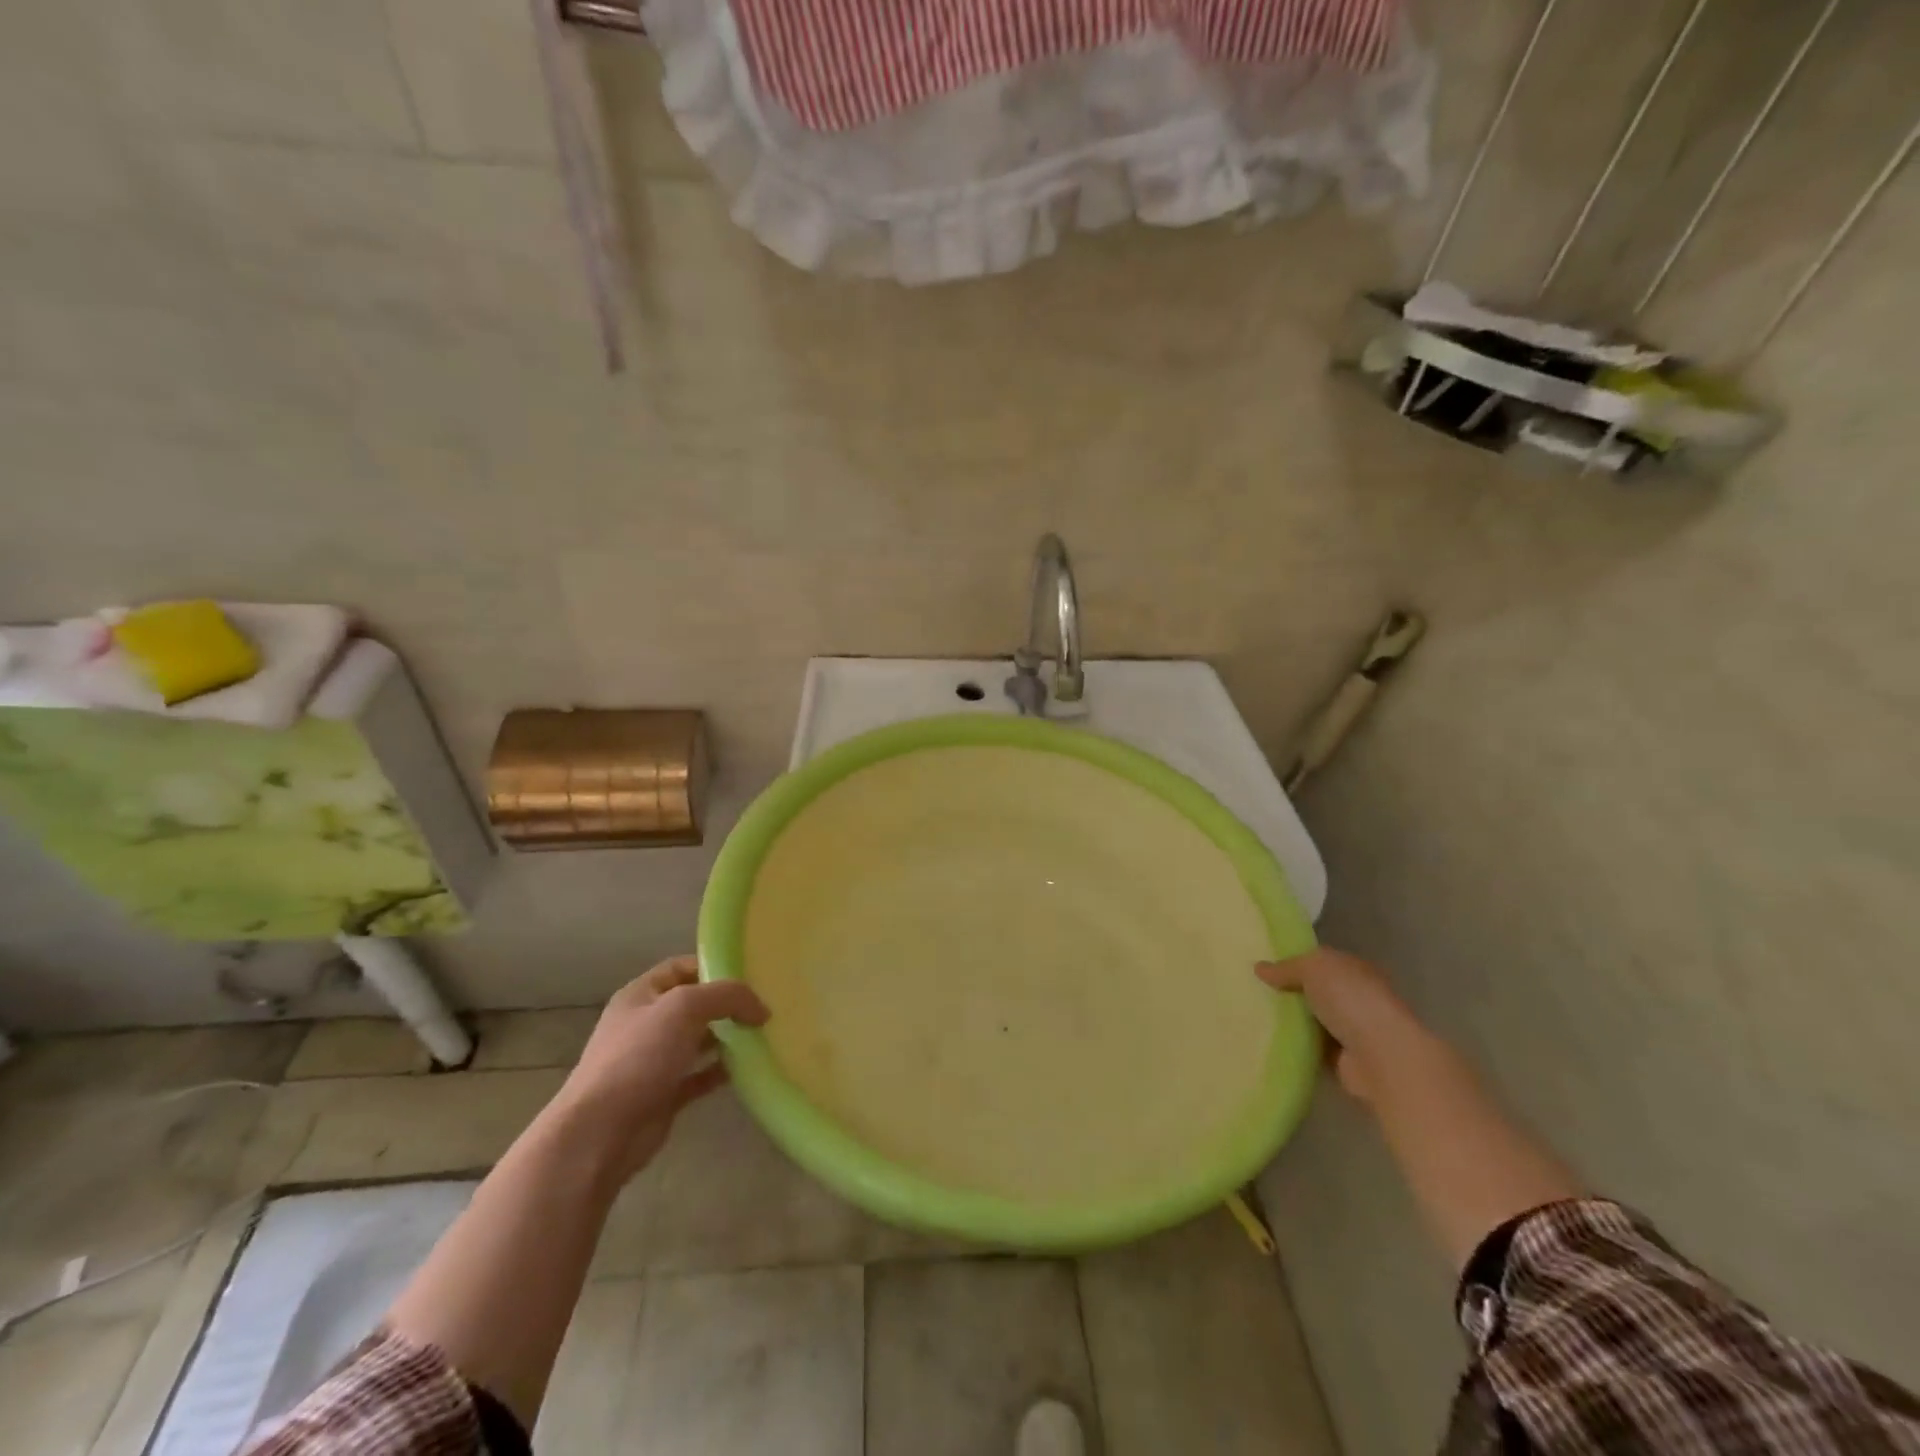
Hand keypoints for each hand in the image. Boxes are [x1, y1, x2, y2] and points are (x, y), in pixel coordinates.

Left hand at [546, 956, 769, 1186]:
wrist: (600, 1134)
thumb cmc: (638, 1057)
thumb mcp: (685, 1007)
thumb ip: (727, 996)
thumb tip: (761, 1009)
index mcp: (640, 995)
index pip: (681, 967)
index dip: (714, 967)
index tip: (750, 976)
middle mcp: (645, 1024)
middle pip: (693, 1004)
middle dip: (726, 1004)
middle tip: (762, 1007)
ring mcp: (653, 1061)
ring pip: (698, 1040)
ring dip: (727, 1037)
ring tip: (762, 1035)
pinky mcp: (663, 1095)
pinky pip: (699, 1075)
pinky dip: (721, 1071)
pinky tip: (746, 1069)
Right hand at [1257, 947, 1429, 1104]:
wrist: (1382, 1057)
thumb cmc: (1351, 1000)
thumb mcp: (1313, 968)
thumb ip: (1287, 967)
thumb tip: (1260, 968)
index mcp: (1355, 970)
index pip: (1322, 961)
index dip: (1296, 961)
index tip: (1265, 966)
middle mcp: (1356, 998)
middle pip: (1316, 991)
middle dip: (1290, 992)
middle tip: (1253, 990)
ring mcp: (1352, 1031)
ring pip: (1313, 1020)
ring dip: (1292, 1021)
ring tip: (1254, 1016)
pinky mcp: (1344, 1060)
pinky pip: (1312, 1048)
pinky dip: (1296, 1046)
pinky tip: (1270, 1041)